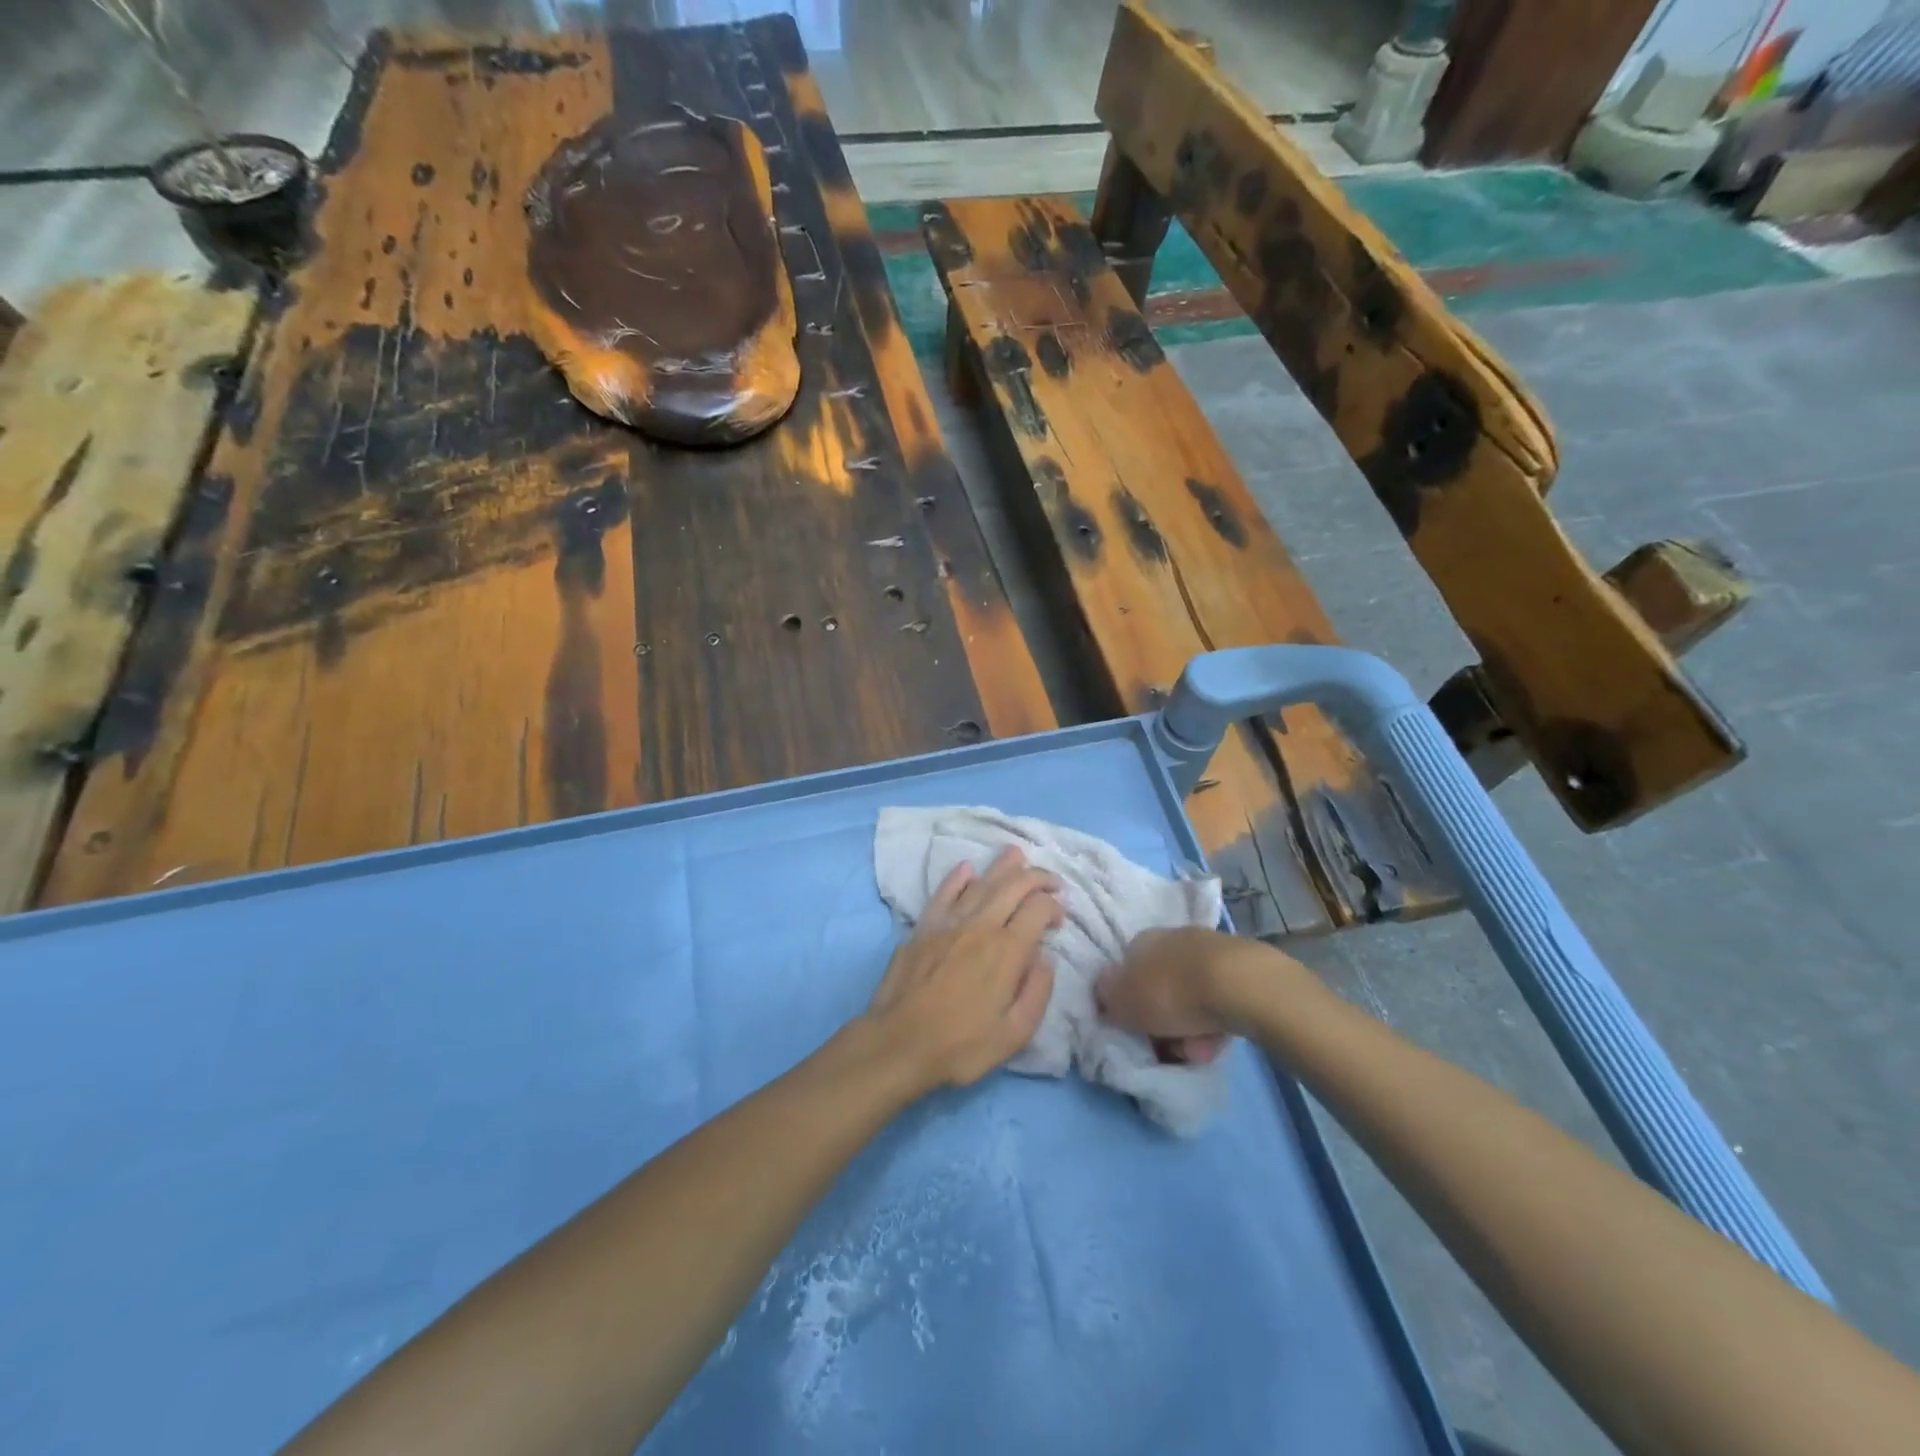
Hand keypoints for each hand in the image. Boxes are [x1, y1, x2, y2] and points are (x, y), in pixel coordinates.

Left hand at [867, 848, 1062, 1089]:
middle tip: (1051, 879)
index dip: (1053, 907)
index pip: (1038, 910)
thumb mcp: (1014, 1034)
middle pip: (1013, 887)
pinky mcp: (923, 928)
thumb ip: (1037, 993)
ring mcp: (948, 924)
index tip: (1059, 919)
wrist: (898, 1044)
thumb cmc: (960, 1046)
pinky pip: (943, 894)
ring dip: (1002, 867)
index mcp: (1007, 951)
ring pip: (980, 884)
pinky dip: (957, 878)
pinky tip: (966, 868)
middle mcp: (980, 927)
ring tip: (1016, 854)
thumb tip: (1046, 959)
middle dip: (1036, 877)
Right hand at [1097, 926, 1298, 1063]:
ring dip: (1189, 1028)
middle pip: (1160, 985)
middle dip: (1162, 1019)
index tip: (1134, 1027)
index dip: (1128, 1001)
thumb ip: (1109, 998)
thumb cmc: (1174, 992)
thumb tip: (1104, 991)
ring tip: (1196, 1052)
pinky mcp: (1242, 969)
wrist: (1242, 986)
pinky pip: (1218, 1001)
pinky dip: (1214, 1024)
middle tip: (1166, 1046)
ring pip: (1190, 997)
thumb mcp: (1126, 1002)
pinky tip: (1217, 1043)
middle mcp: (1174, 938)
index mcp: (1142, 939)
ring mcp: (1210, 951)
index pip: (1127, 968)